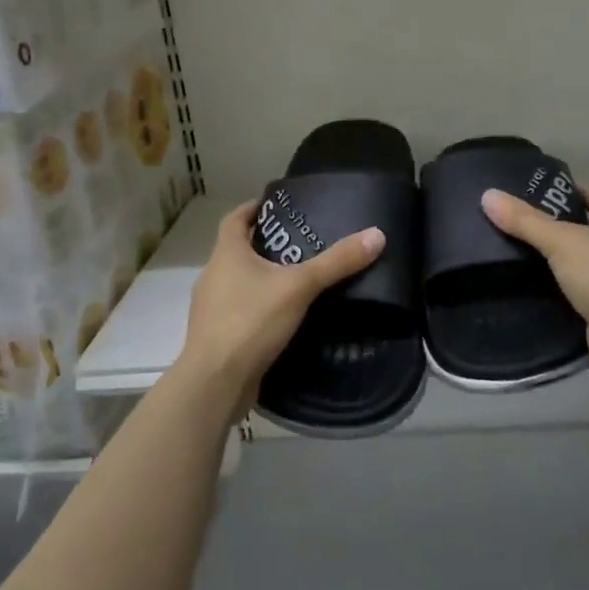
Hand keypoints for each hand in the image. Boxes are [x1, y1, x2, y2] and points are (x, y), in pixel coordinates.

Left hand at [176, 201, 388, 416]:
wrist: (215, 382)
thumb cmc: (251, 321)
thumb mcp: (299, 287)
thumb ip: (336, 262)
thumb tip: (376, 235)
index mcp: (226, 254)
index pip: (235, 219)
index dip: (254, 209)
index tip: (277, 206)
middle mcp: (213, 276)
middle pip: (238, 251)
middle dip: (266, 245)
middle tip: (302, 244)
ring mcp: (212, 309)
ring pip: (239, 284)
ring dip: (263, 280)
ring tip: (300, 282)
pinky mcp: (218, 337)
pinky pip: (241, 313)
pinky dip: (260, 309)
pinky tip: (285, 319)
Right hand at [481, 184, 588, 380]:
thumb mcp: (559, 241)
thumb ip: (524, 220)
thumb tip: (488, 195)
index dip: (574, 193)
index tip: (545, 194)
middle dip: (572, 227)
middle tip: (532, 227)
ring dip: (575, 261)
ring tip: (536, 258)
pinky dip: (579, 288)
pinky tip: (552, 290)